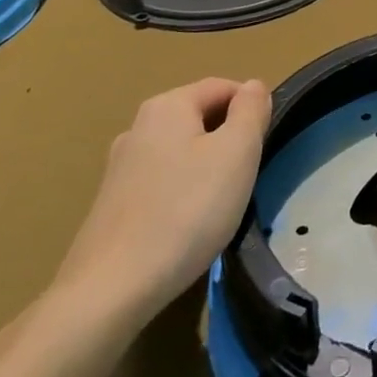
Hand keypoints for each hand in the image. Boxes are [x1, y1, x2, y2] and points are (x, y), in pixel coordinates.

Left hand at [49, 78, 271, 325]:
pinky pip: (162, 183)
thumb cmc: (187, 210)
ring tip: (221, 204)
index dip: (251, 109)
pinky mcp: (112, 205)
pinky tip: (189, 226)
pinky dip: (183, 194)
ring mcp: (119, 168)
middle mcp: (138, 128)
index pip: (223, 87)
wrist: (111, 290)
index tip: (265, 145)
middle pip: (201, 118)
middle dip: (229, 140)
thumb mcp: (237, 152)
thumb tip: (252, 86)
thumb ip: (250, 110)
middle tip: (247, 175)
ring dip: (208, 168)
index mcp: (167, 106)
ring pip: (182, 152)